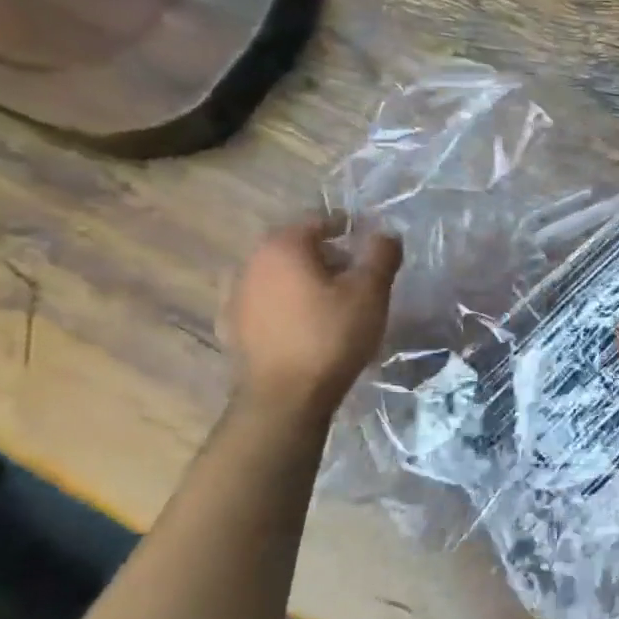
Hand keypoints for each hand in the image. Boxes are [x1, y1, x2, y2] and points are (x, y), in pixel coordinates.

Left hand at [224, 216, 401, 414]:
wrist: (285, 398)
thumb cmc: (331, 336)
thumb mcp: (370, 292)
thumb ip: (381, 255)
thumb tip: (386, 233)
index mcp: (283, 247)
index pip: (317, 220)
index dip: (345, 226)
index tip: (365, 238)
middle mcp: (252, 263)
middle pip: (294, 246)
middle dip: (325, 253)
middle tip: (354, 270)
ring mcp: (236, 296)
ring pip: (277, 275)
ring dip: (303, 279)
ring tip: (332, 300)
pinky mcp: (232, 328)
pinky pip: (265, 303)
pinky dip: (286, 305)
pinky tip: (303, 323)